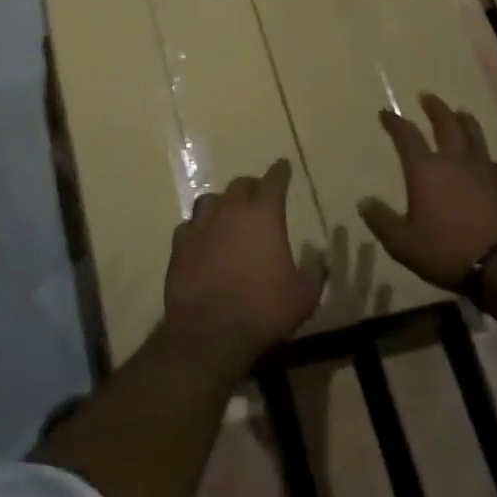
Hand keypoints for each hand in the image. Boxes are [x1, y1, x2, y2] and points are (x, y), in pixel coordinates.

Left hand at [164, 160, 326, 376]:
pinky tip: (202, 239)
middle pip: (240, 186)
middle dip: (252, 187)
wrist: (211, 331)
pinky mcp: (179, 245)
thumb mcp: (304, 296)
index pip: (274, 182)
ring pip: (210, 200)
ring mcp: (201, 226)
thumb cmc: (264, 310)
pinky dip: (198, 229)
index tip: (283, 165)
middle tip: (258, 193)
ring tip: (227, 214)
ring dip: (222, 203)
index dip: (280, 172)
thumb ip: (315, 271)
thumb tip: (317, 254)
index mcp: (263, 216)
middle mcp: (230, 211)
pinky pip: (189, 227)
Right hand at [359, 94, 496, 290]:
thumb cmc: (446, 251)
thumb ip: (381, 221)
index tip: (386, 113)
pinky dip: (492, 162)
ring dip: (466, 122)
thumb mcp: (402, 243)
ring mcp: (486, 173)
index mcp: (426, 170)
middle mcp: (456, 163)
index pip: (406, 136)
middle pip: (446, 125)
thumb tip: (364, 202)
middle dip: (435, 109)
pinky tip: (492, 165)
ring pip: (476, 138)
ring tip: (462, 113)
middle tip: (428, 96)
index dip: (395, 122)